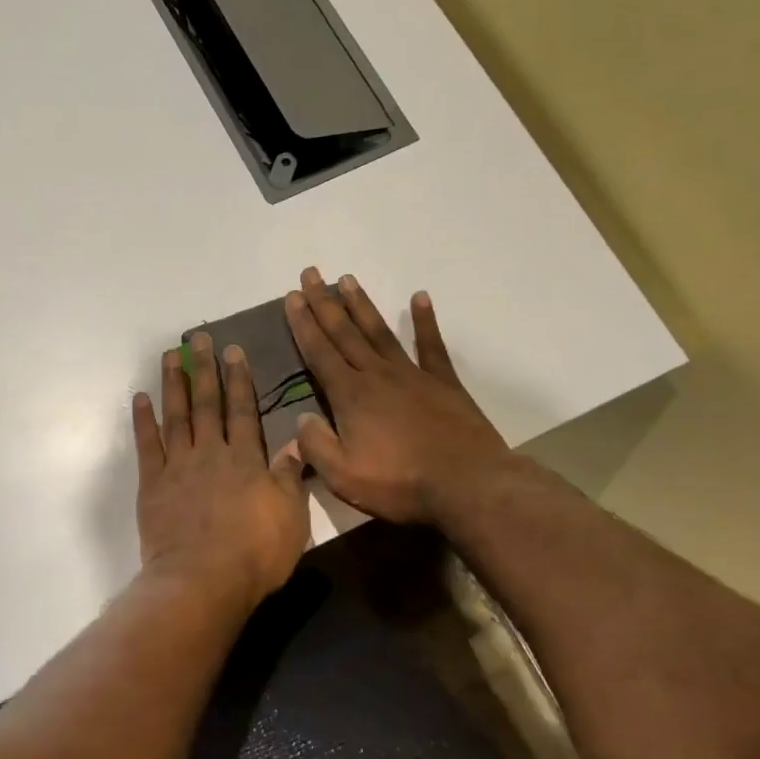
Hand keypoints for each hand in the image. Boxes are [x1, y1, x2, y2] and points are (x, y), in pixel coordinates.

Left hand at [133, 333, 309, 608]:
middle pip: (208, 404)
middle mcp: (211, 453)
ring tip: (170, 356)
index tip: (234, 351)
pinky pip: (147, 446)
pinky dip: (143, 421)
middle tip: (199, 339)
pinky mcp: (152, 485)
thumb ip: (290, 477)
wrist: (203, 581)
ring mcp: (178, 467)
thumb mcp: (291, 517)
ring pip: (176, 416)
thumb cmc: (255, 554)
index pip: (244, 411)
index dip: (240, 380)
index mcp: (246, 460)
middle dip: (205, 369)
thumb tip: (297, 443)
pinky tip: (140, 399)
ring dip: (173, 384)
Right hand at [284, 268, 510, 524]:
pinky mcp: (443, 383)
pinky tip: (419, 297)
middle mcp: (377, 375)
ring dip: (361, 305)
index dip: (303, 323)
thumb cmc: (399, 483)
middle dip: (324, 302)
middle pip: (345, 332)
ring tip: (347, 279)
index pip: (319, 352)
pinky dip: (425, 321)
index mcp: (350, 396)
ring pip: (379, 332)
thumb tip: (301, 419)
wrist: (467, 485)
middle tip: (311, 273)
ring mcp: (413, 375)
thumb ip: (315, 445)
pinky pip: (431, 346)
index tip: (292, 296)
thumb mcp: (342, 475)